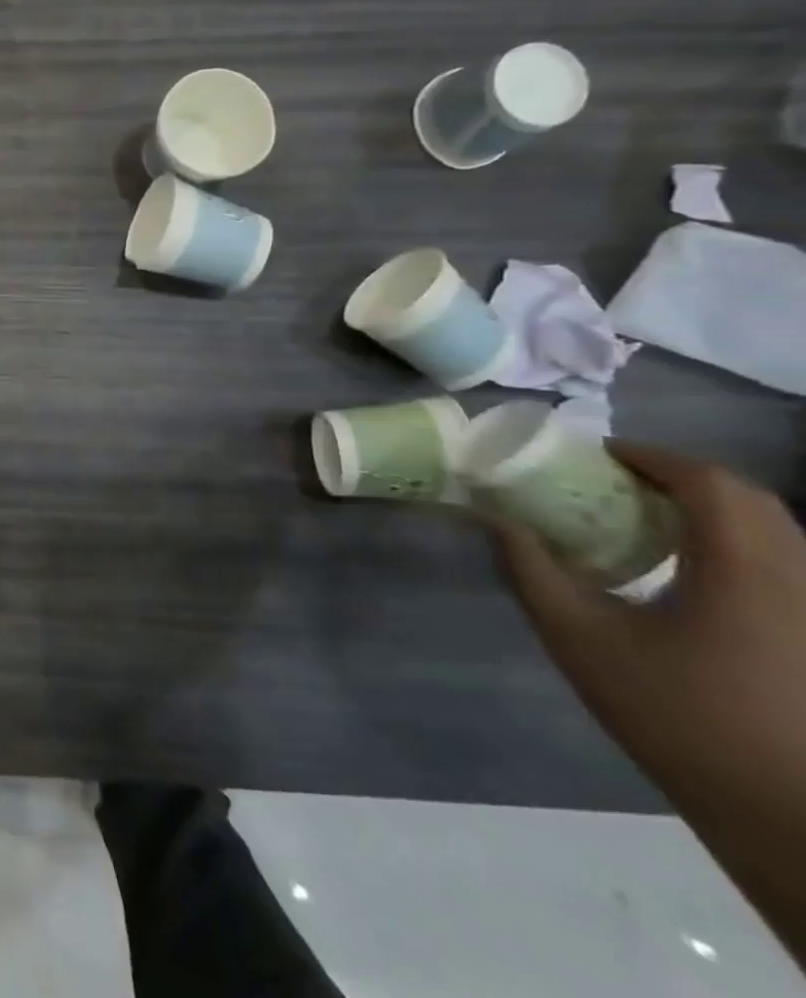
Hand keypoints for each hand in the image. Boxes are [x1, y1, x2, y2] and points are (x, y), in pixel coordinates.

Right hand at [498, 443, 805, 810]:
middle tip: (615, 480)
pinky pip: (785, 563)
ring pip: (776, 531)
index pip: (710, 483)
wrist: (783, 813)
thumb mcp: (579, 638)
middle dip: (682, 477)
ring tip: (645, 518)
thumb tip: (493, 518)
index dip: (652, 456)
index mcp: (744, 572)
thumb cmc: (675, 716)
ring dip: (711, 510)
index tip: (596, 454)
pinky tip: (688, 569)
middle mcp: (798, 580)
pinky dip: (735, 543)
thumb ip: (532, 569)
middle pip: (751, 500)